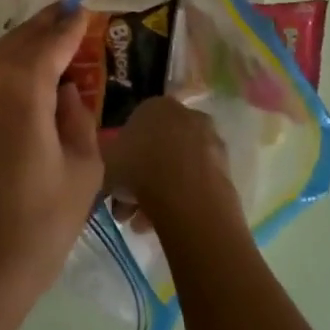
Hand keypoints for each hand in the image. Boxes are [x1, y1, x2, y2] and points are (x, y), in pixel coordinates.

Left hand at [0, 4, 103, 329]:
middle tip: (71, 16)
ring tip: (52, 47)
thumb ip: (78, 118)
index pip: (51, 40)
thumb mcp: (82, 171)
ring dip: (24, 48)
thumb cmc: (35, 227)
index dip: (71, 24)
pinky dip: (4, 70)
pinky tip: (22, 81)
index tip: (86, 9)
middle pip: (20, 40)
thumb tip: (66, 91)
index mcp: (20, 87)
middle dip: (47, 27)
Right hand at [103, 97, 240, 237]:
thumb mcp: (105, 162)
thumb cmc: (138, 169)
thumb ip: (106, 160)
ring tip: (141, 224)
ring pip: (175, 167)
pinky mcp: (225, 166)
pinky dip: (180, 198)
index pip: (133, 127)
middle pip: (156, 149)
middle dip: (139, 179)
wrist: (186, 194)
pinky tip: (164, 221)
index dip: (121, 157)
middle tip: (125, 207)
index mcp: (154, 105)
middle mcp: (185, 115)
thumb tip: (108, 168)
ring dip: (157, 193)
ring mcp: (209, 140)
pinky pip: (194, 182)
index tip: (114, 181)